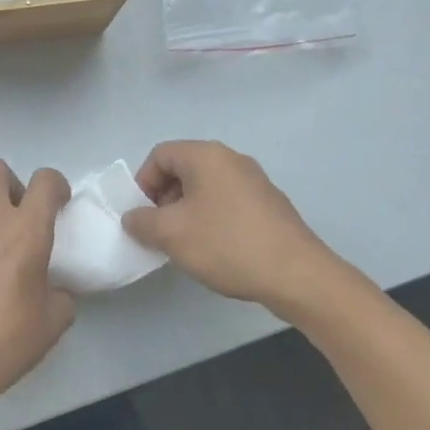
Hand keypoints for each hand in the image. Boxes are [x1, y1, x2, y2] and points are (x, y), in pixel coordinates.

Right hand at [122, 140, 346, 309]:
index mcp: (206, 156)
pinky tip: (215, 249)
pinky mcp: (269, 205)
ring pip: (206, 187)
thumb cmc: (226, 244)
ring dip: (187, 211)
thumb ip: (142, 222)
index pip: (160, 155)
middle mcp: (232, 159)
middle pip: (183, 169)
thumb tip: (133, 217)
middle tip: (160, 231)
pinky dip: (212, 218)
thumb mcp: (171, 234)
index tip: (143, 216)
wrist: (296, 274)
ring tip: (186, 244)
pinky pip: (227, 201)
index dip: (142, 183)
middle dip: (164, 198)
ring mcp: (255, 181)